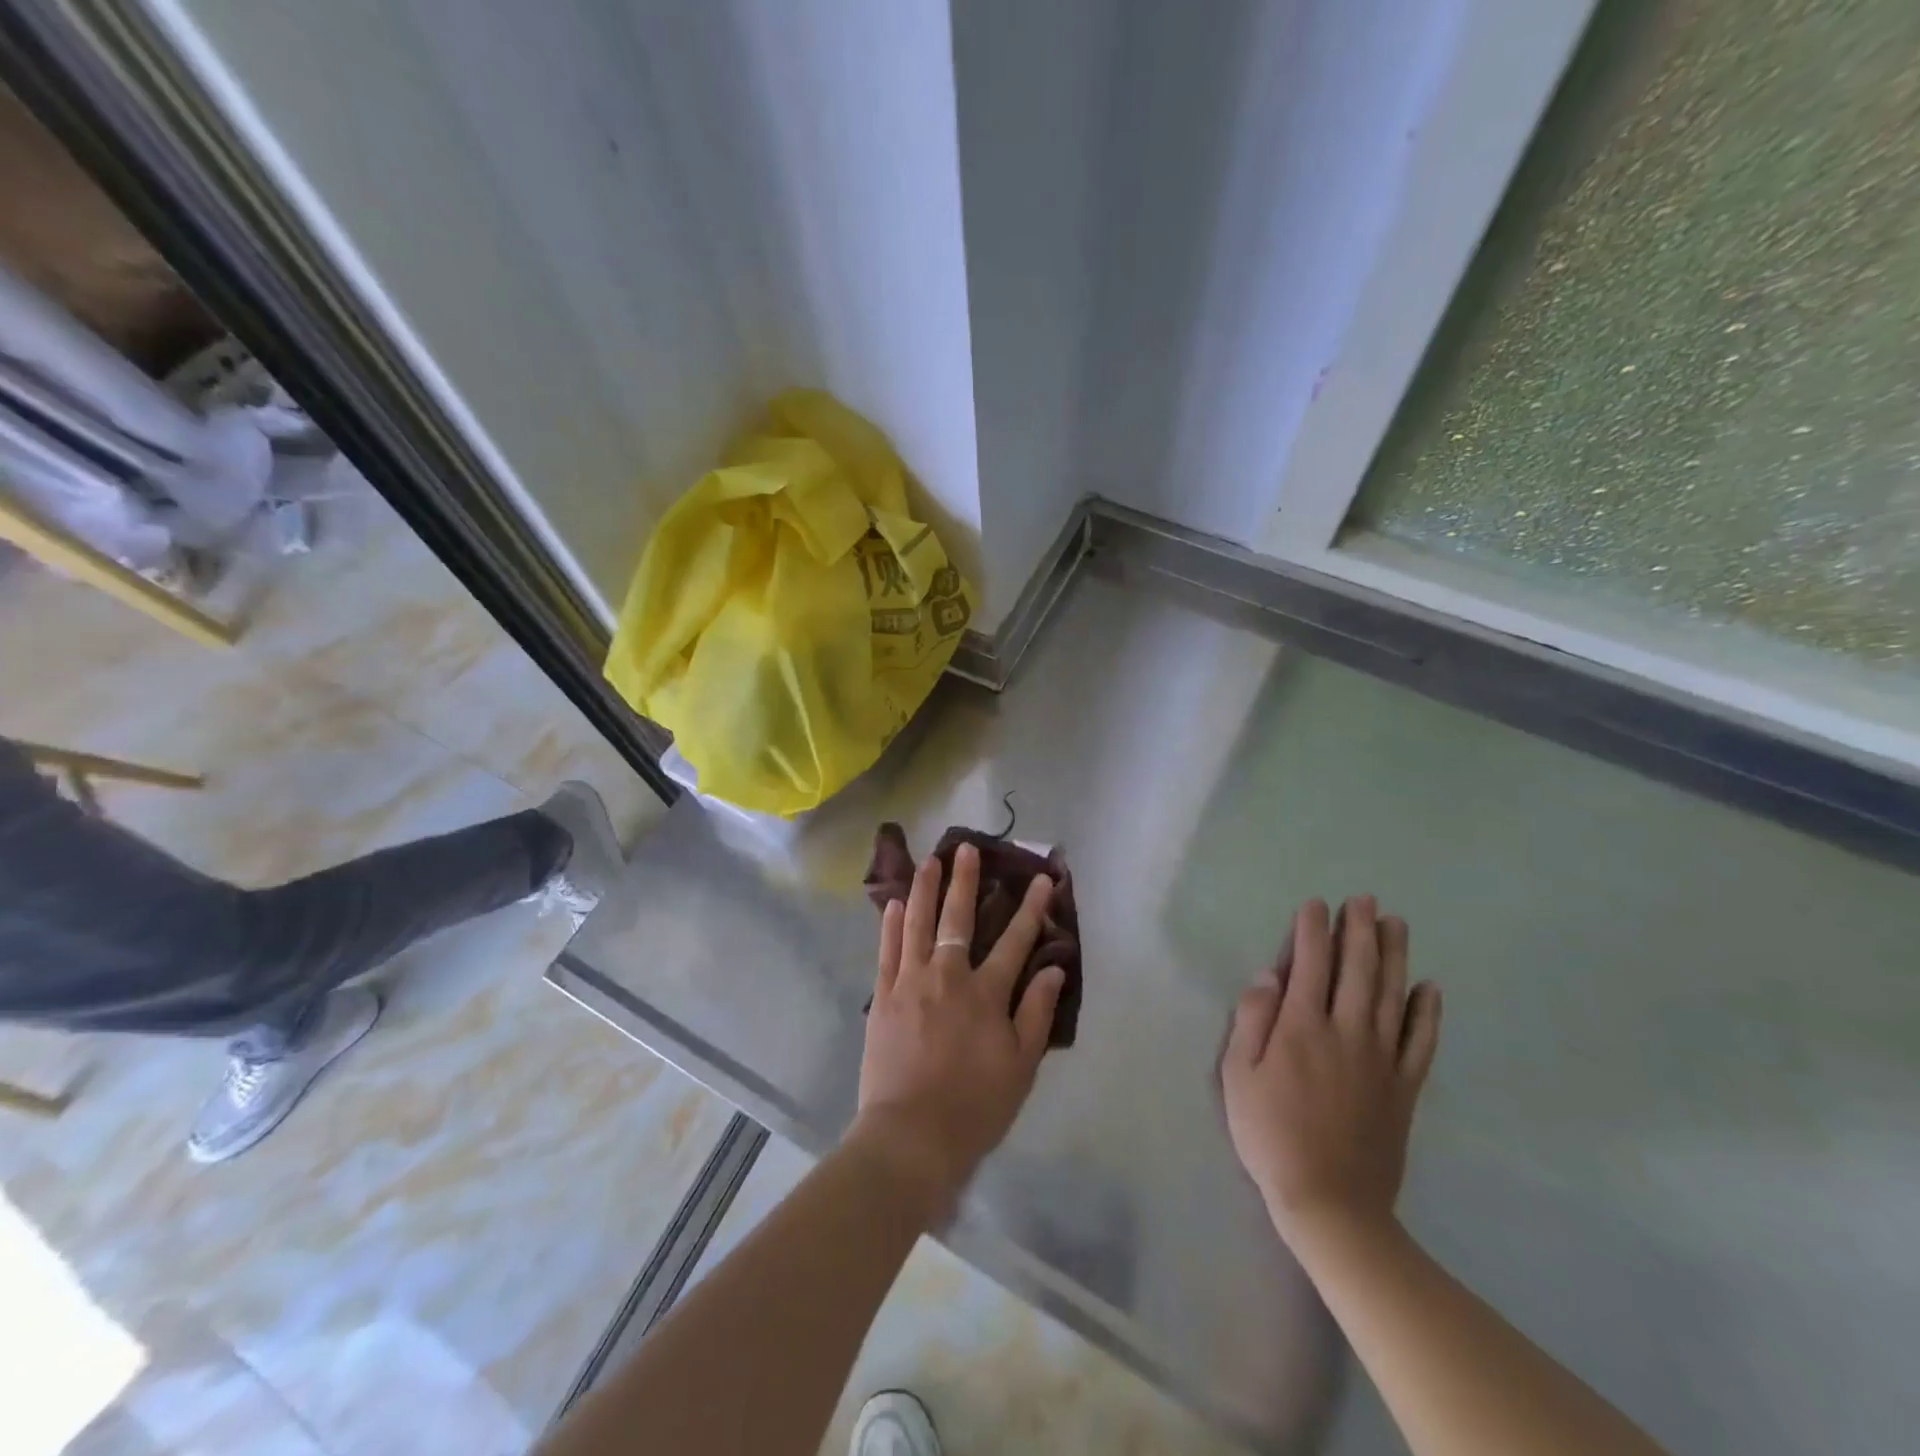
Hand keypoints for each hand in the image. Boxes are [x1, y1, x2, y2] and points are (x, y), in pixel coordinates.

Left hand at [852, 843, 1063, 1215]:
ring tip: (930, 860)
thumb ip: (1036, 1012)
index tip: (1041, 879)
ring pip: (919, 924)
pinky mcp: (883, 996)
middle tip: (967, 848)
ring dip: (926, 889)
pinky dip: (892, 925)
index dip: (1031, 908)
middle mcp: (948, 976)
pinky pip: (888, 951)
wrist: (911, 1137)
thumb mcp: (1020, 1066)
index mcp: (985, 993)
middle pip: (959, 919)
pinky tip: (896, 904)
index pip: (1015, 940)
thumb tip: (1054, 967)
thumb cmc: (974, 1106)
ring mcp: (910, 982)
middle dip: (966, 881)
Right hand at [1221, 897, 1440, 1249]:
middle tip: (1365, 899)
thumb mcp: (1239, 1076)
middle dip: (1359, 930)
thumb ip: (1252, 1021)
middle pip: (1357, 970)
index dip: (1312, 930)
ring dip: (1395, 955)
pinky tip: (1430, 987)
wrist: (1330, 1201)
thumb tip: (1269, 976)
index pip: (1310, 965)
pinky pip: (1421, 1041)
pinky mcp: (1403, 1087)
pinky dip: (1428, 1012)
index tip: (1316, 904)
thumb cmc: (1270, 1134)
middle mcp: (1346, 1032)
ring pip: (1392, 995)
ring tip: (1397, 923)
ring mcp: (1381, 1059)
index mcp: (1301, 1027)